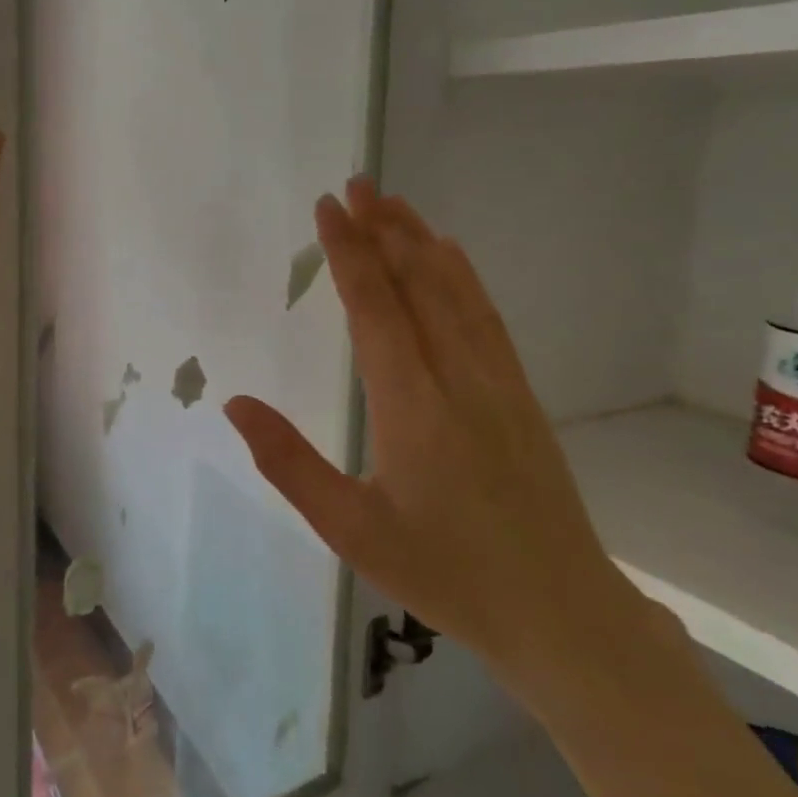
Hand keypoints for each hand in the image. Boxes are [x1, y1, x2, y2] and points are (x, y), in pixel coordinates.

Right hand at [224, 176, 639, 687]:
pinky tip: (451, 257)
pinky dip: (462, 275)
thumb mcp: (350, 530)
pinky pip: (485, 316)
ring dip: (421, 241)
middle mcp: (458, 378)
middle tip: (356, 184)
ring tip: (393, 204)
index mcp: (412, 406)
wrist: (561, 612)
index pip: (375, 308)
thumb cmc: (445, 573)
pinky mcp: (520, 394)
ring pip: (457, 292)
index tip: (328, 209)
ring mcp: (498, 382)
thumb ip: (289, 463)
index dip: (349, 253)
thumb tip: (236, 403)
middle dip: (384, 229)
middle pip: (419, 284)